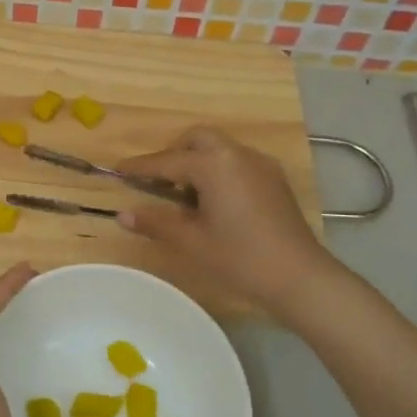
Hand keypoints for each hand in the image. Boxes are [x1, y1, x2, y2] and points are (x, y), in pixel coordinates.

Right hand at [117, 127, 341, 313]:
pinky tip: (214, 201)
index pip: (167, 161)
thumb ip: (155, 223)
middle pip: (197, 140)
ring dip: (197, 161)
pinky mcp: (274, 180)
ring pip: (220, 149)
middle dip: (173, 154)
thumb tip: (123, 215)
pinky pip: (237, 162)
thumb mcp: (191, 241)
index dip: (140, 167)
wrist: (299, 277)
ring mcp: (260, 165)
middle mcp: (237, 154)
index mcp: (214, 164)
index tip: (117, 170)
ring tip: (185, 195)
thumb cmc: (240, 257)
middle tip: (158, 181)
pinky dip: (218, 170)